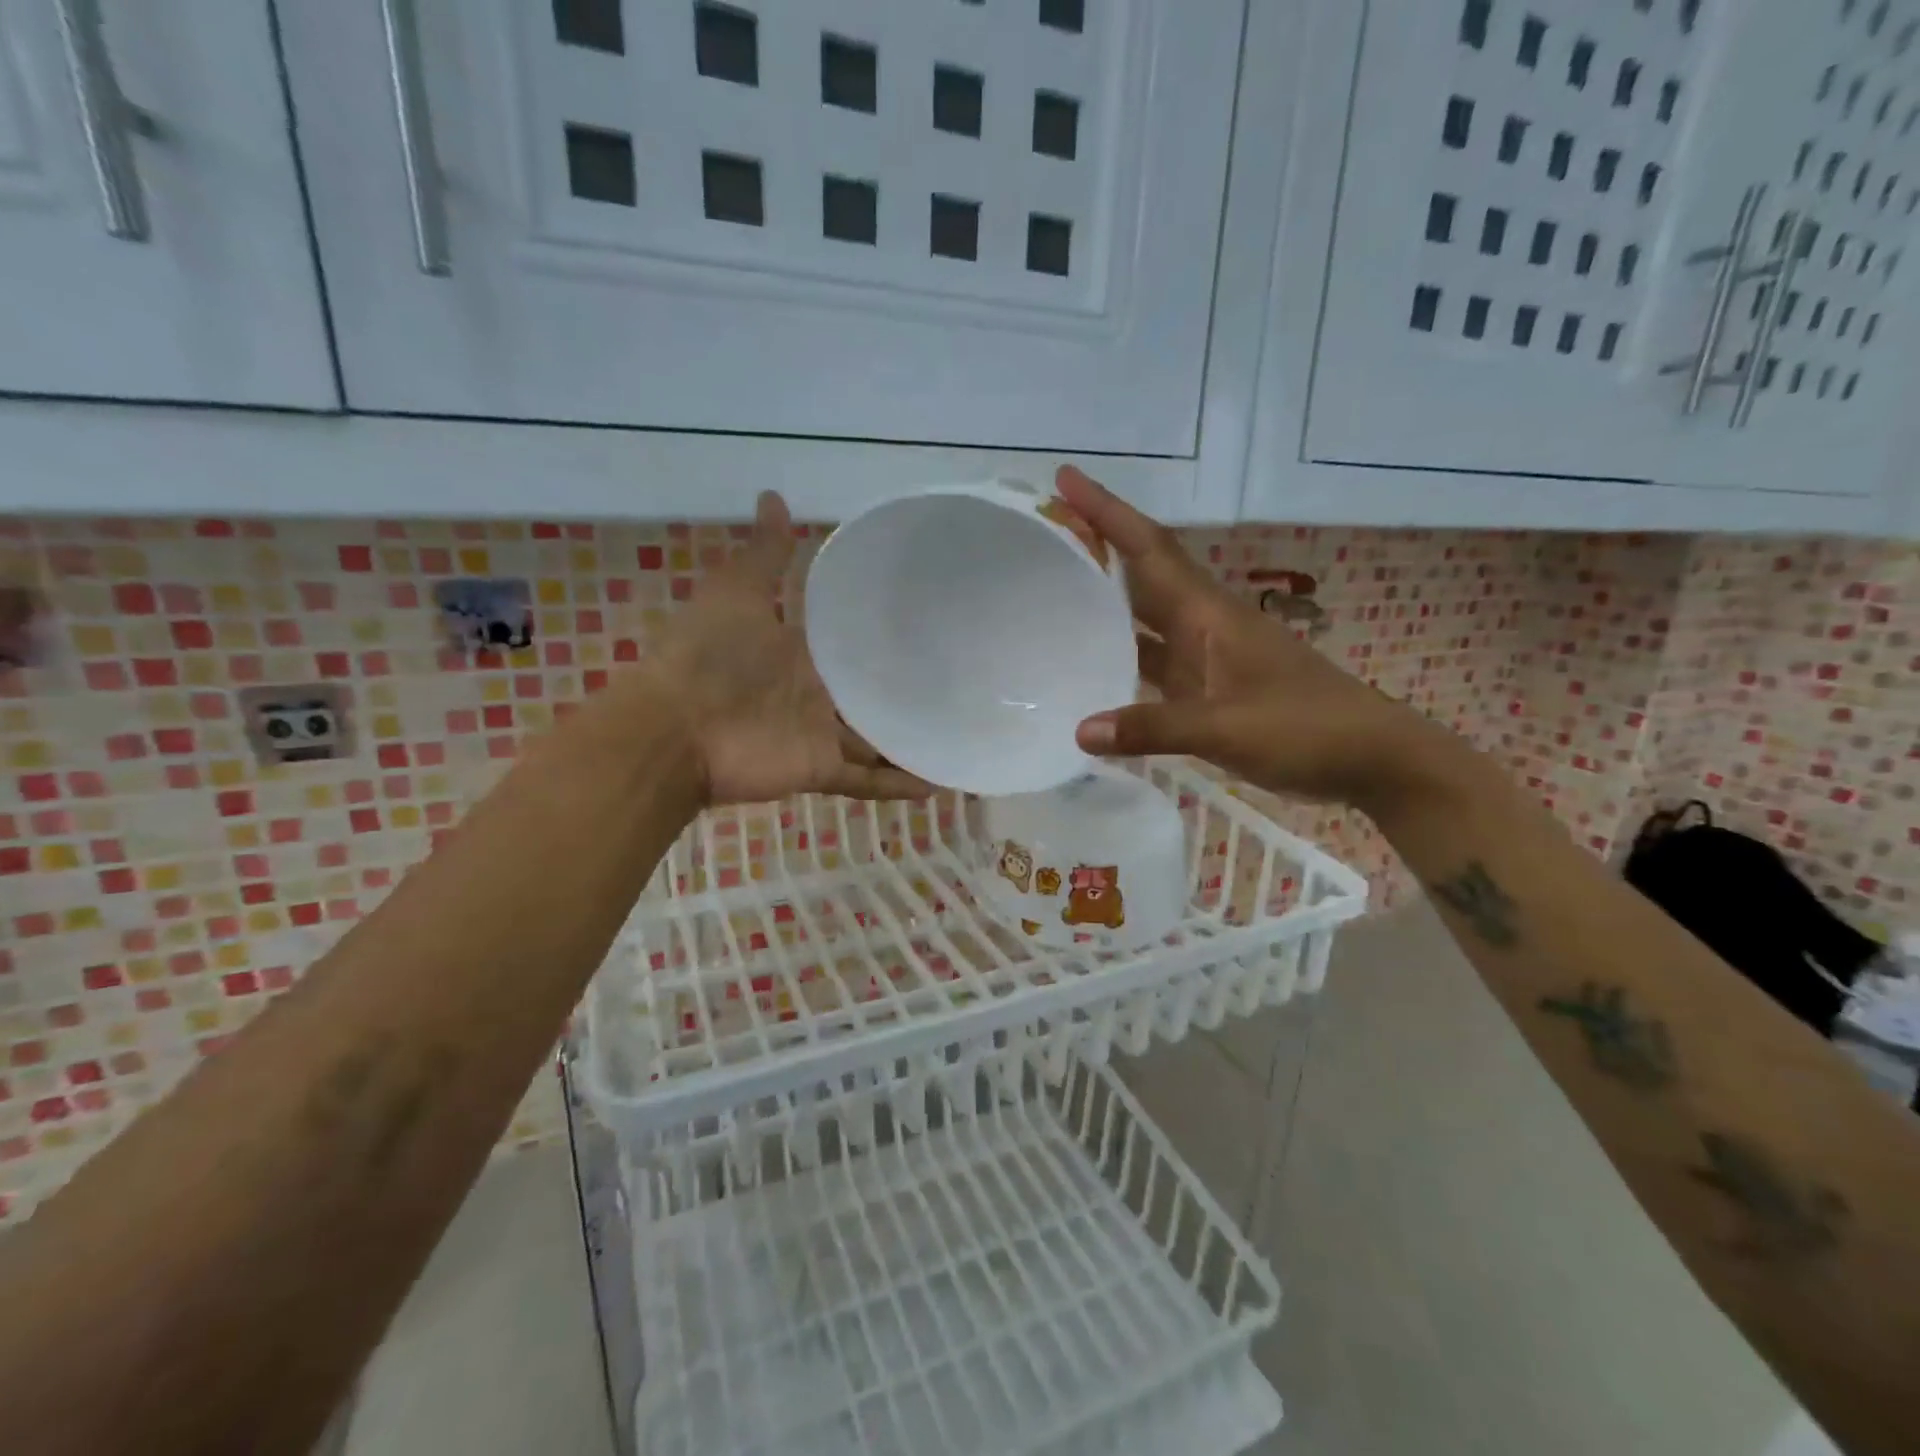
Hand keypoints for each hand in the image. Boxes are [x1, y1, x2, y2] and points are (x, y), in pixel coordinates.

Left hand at [641, 491, 932, 806]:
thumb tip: (774, 494)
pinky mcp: (821, 769)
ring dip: (911, 743)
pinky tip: (940, 781)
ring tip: (962, 734)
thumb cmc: (707, 656)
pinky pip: (867, 781)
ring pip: (876, 741)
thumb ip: (763, 554)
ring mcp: (821, 734)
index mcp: (802, 652)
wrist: (675, 727)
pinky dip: (898, 785)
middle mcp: (818, 693)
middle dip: (906, 692)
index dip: (885, 636)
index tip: (930, 624)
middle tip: (963, 682)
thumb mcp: (737, 593)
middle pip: (870, 695)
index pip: (853, 643)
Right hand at [1057, 466, 1445, 813]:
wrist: (1372, 758)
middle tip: (1045, 531)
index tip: (1066, 480)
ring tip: (1054, 591)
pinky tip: (1090, 667)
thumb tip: (1080, 731)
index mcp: (1208, 615)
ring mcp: (1206, 658)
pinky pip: (1153, 660)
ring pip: (1145, 617)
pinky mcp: (1208, 689)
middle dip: (1098, 546)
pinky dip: (1121, 656)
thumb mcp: (1228, 728)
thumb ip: (1153, 728)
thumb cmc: (1306, 729)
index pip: (1150, 550)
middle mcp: (1203, 626)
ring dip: (1105, 600)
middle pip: (1143, 574)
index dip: (1108, 513)